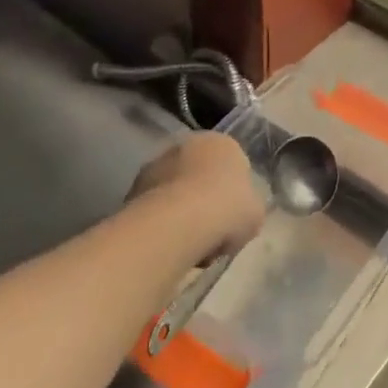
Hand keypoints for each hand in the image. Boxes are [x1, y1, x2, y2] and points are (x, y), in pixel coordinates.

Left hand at [128, 132, 264, 260]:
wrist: (179, 224)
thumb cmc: (227, 209)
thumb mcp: (255, 212)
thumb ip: (247, 207)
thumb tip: (239, 213)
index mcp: (222, 143)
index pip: (231, 163)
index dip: (233, 192)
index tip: (232, 216)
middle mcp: (186, 144)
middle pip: (199, 173)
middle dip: (202, 197)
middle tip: (210, 229)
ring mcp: (155, 164)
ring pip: (173, 190)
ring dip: (179, 210)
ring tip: (188, 243)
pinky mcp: (132, 189)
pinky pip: (154, 207)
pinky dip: (159, 223)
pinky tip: (168, 244)